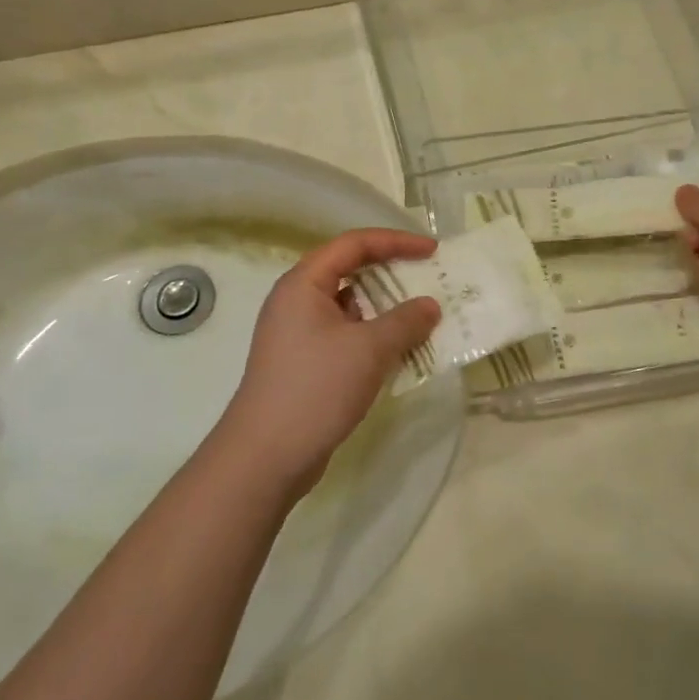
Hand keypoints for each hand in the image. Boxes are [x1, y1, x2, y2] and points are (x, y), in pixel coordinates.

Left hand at [214, 229, 442, 499]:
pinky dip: (374, 337)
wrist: (266, 457)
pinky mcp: (305, 363)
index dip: (395, 242)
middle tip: (431, 281)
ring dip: (386, 310)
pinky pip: (346, 335)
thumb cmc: (316, 388)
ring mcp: (298, 334)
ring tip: (424, 318)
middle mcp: (297, 301)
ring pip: (350, 307)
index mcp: (303, 284)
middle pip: (350, 272)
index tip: (432, 250)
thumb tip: (430, 305)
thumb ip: (405, 321)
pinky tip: (400, 353)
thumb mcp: (369, 349)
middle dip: (392, 274)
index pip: (353, 244)